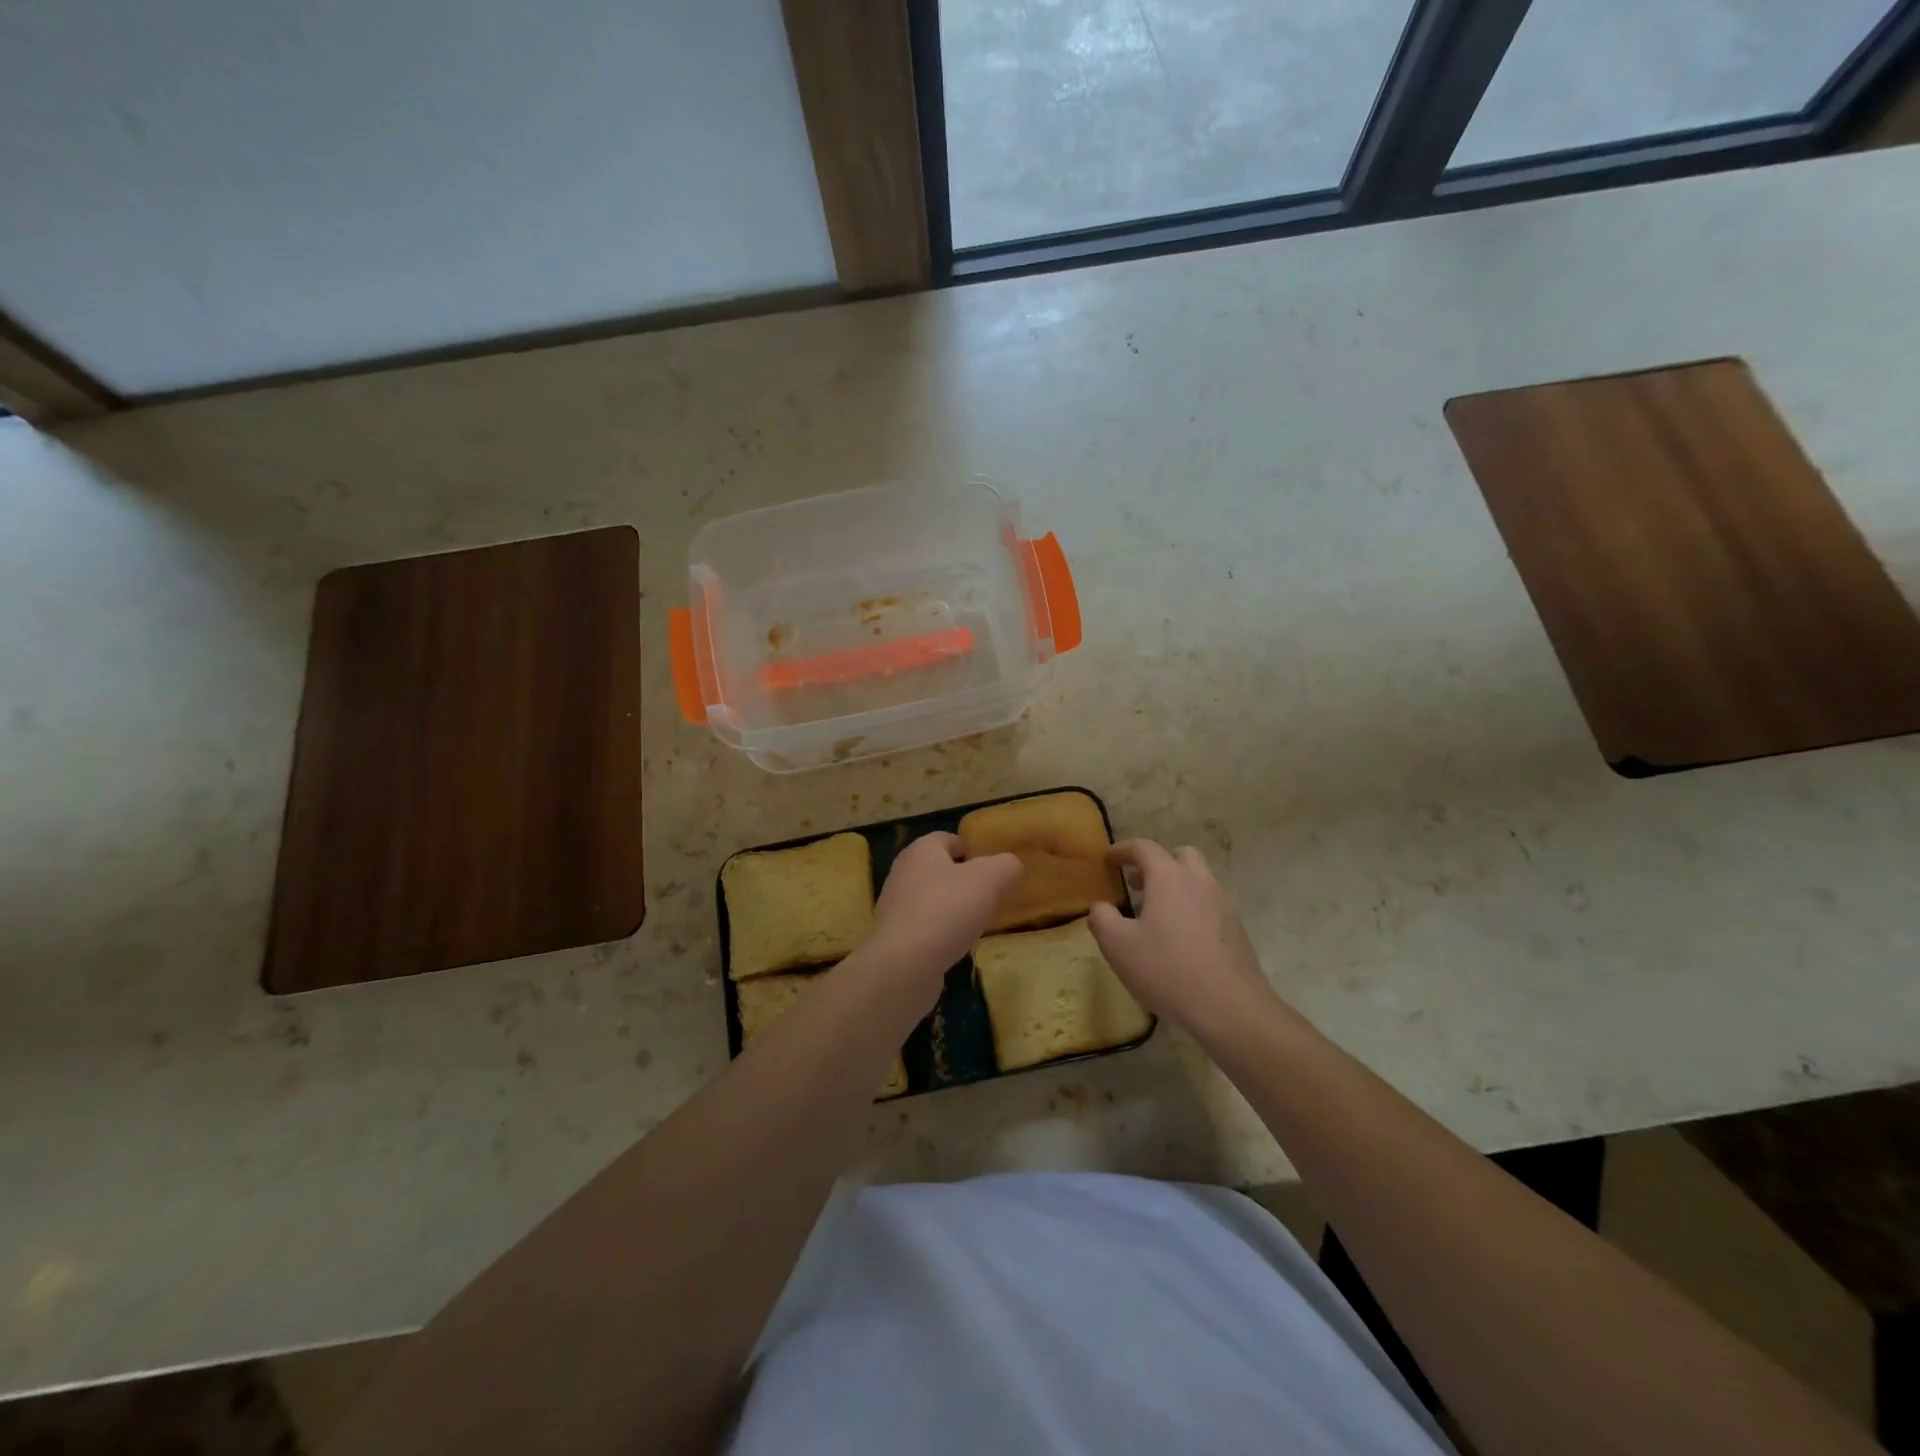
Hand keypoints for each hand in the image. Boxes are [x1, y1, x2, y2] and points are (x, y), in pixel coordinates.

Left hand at [862, 832, 1020, 987]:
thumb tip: (1011, 868)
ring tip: (980, 923)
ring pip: (935, 900)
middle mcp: (904, 873)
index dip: (974, 850)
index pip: (950, 839)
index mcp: (921, 850)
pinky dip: (943, 933)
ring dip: (955, 909)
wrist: (904, 966)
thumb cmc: (946, 911)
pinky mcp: (896, 938)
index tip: (996, 870)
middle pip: (942, 870)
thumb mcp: (990, 879)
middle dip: (967, 882)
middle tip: (993, 897)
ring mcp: (896, 907)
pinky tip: (959, 946)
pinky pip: (927, 927)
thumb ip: (1007, 866)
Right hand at [1088, 840, 1285, 1041]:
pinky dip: (1191, 907)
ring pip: (1198, 879)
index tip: (1107, 860)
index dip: (1122, 850)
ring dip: (1175, 885)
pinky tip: (1179, 938)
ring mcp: (1223, 904)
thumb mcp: (1117, 946)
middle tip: (1137, 883)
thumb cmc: (1167, 969)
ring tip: (1155, 913)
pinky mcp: (1236, 929)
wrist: (1230, 1008)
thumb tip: (1101, 906)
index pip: (1144, 848)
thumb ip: (1102, 918)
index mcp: (1169, 877)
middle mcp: (1199, 881)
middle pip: (1179, 855)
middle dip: (1156, 863)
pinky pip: (1209, 904)